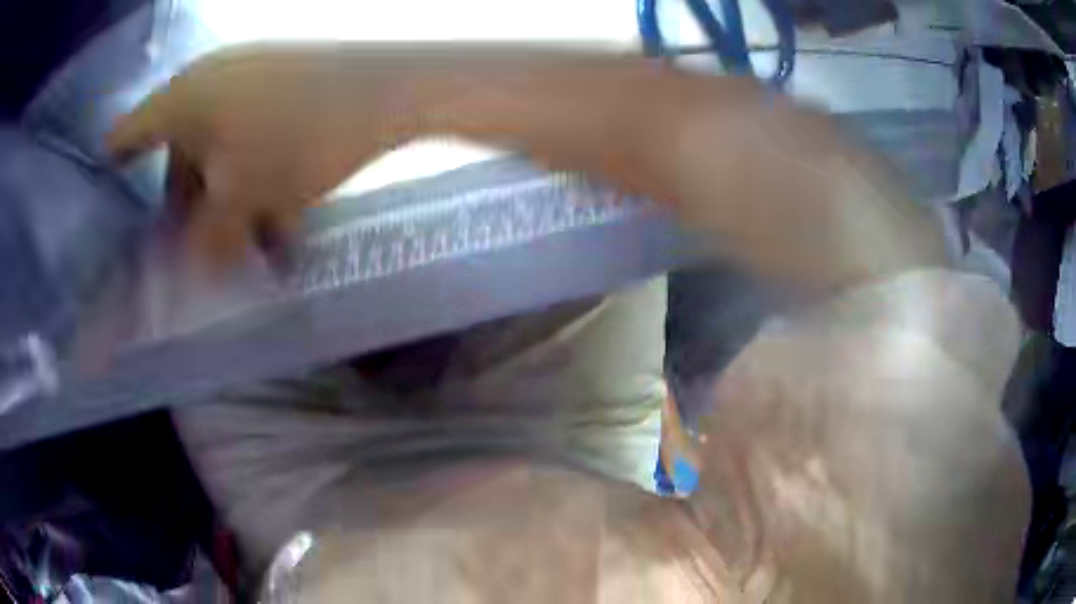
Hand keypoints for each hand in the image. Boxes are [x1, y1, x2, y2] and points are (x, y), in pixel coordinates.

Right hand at [109, 44, 416, 266]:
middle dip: (186, 208)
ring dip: (228, 200)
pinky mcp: (279, 79)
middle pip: (175, 154)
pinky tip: (280, 216)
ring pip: (217, 149)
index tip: (110, 215)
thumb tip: (179, 277)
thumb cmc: (304, 138)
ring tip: (256, 245)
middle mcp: (206, 79)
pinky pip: (249, 133)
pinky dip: (255, 174)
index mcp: (182, 97)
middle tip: (202, 251)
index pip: (124, 136)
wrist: (395, 88)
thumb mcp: (243, 201)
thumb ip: (203, 243)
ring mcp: (245, 73)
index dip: (111, 175)